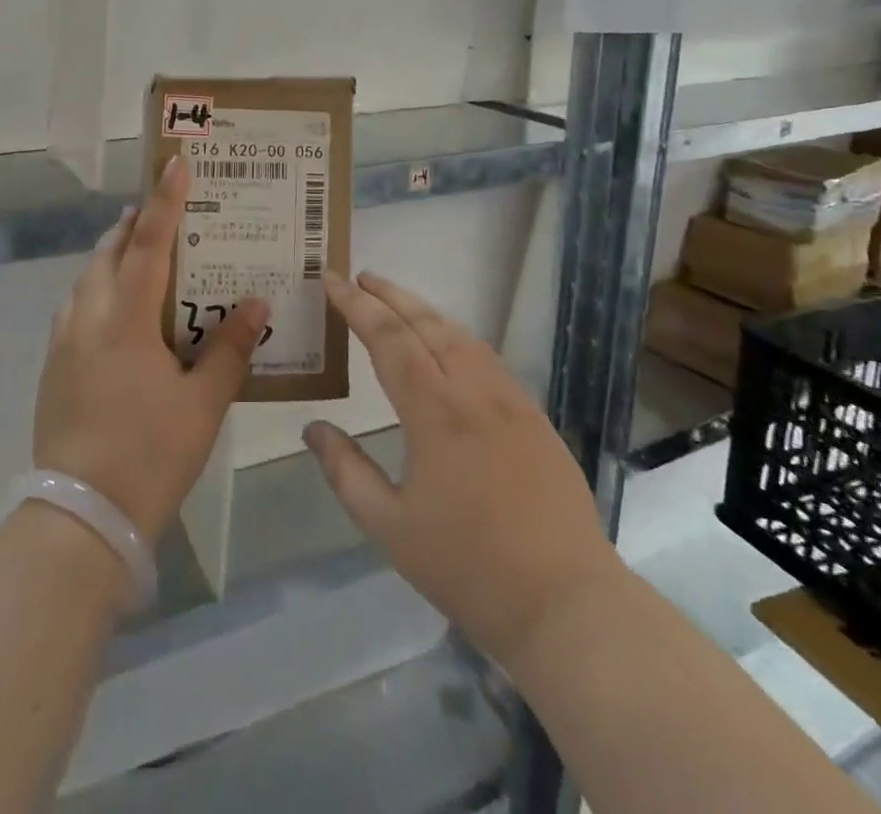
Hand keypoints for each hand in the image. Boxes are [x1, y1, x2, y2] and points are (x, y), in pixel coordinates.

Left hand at [34, 155, 269, 545]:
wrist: (80, 518)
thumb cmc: (150, 455)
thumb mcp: (204, 404)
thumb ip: (230, 349)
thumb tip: (257, 304)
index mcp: (125, 321)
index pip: (147, 245)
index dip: (164, 202)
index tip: (175, 164)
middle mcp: (87, 319)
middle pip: (107, 254)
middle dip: (132, 226)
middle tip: (159, 213)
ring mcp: (63, 344)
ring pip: (86, 280)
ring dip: (111, 258)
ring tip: (138, 255)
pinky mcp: (52, 369)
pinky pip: (76, 309)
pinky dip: (97, 292)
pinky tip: (116, 314)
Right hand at [304, 272, 617, 663]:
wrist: (566, 604)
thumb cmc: (468, 567)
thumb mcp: (389, 526)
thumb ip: (346, 471)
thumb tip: (313, 428)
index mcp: (436, 412)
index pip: (389, 339)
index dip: (357, 306)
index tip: (332, 279)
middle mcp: (475, 392)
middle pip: (427, 324)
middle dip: (390, 295)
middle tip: (360, 277)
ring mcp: (511, 401)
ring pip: (461, 336)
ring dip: (424, 311)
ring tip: (396, 301)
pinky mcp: (535, 418)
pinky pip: (487, 358)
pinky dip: (456, 336)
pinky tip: (448, 345)